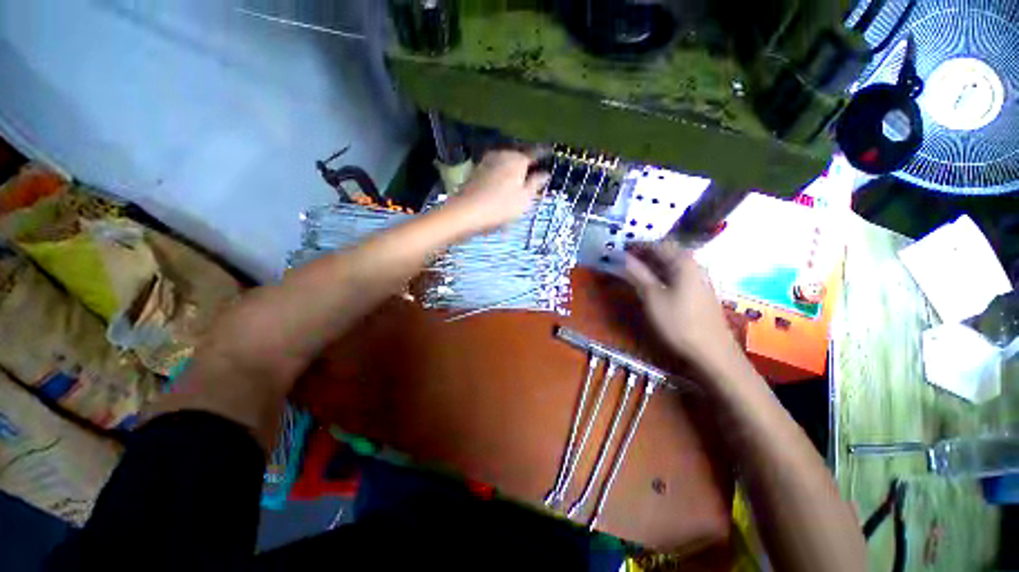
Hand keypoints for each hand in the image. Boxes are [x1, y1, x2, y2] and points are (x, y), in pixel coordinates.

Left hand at [444, 150, 549, 233]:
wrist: (466, 212)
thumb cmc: (501, 207)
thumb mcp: (524, 198)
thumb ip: (536, 183)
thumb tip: (545, 173)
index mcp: (517, 159)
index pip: (535, 151)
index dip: (544, 152)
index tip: (551, 151)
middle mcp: (502, 154)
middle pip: (519, 153)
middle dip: (528, 157)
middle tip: (537, 163)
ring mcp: (488, 160)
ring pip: (507, 158)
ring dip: (515, 163)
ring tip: (522, 170)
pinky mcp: (477, 169)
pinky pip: (496, 165)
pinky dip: (503, 169)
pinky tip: (504, 177)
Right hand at [624, 241, 740, 371]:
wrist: (712, 352)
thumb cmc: (678, 322)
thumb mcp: (652, 296)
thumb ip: (637, 274)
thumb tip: (622, 256)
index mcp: (683, 262)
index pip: (657, 244)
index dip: (637, 246)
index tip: (620, 249)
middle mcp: (694, 265)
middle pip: (666, 252)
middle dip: (644, 254)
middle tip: (624, 261)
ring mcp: (699, 278)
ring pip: (671, 265)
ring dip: (652, 265)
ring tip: (633, 272)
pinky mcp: (699, 291)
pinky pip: (677, 275)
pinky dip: (661, 275)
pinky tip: (652, 284)